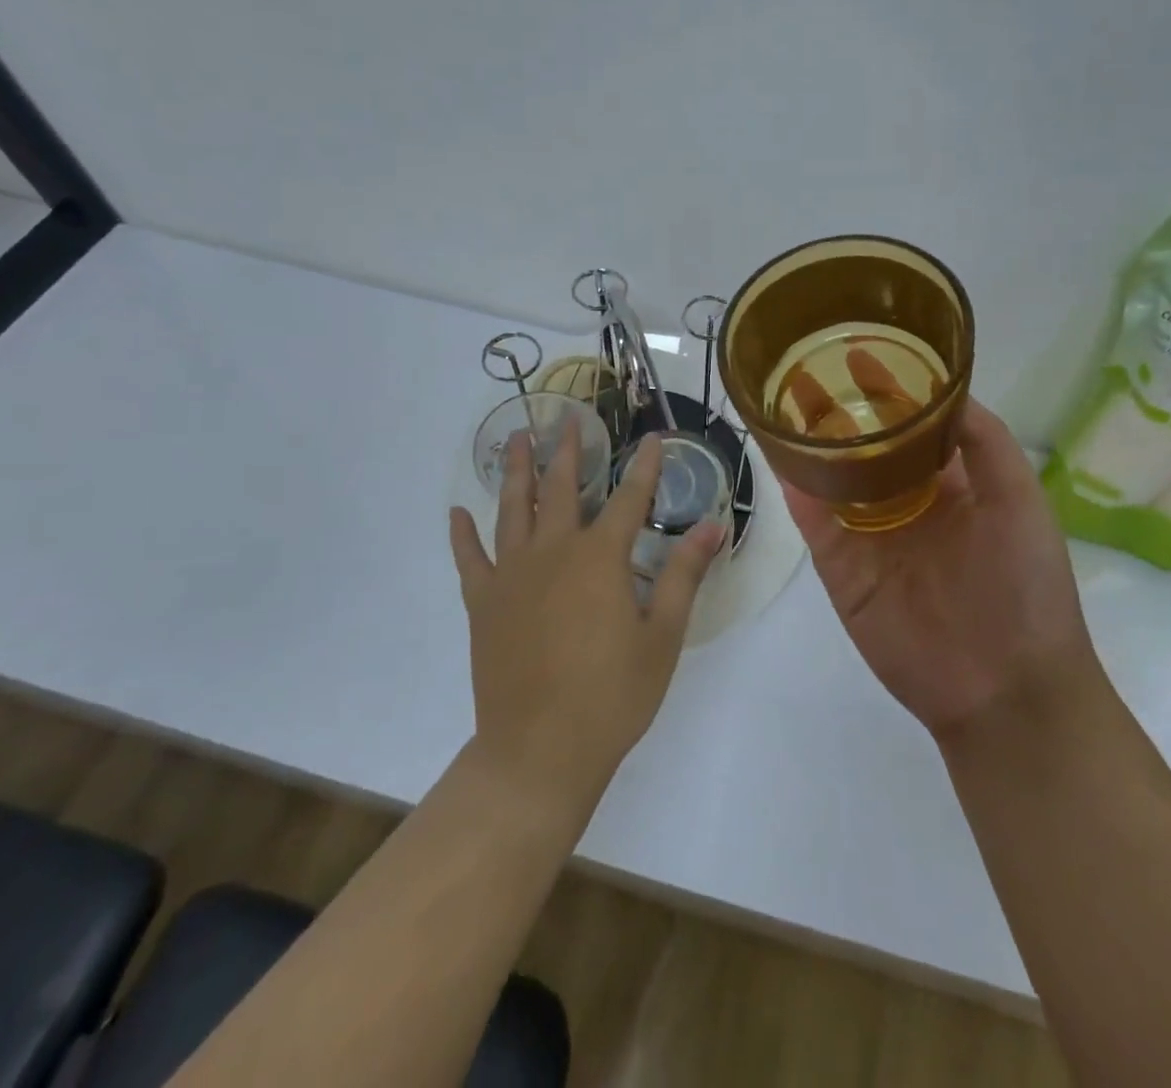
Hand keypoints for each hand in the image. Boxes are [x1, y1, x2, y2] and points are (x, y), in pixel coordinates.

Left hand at [449, 432, 723, 816]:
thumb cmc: (612, 695)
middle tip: (568, 418)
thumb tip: (713, 526)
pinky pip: (469, 558)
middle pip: (563, 488)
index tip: (654, 437)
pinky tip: (457, 513)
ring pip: (513, 508)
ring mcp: (512, 574)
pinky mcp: (484, 602)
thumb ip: (685, 575)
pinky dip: (462, 534)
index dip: (646, 466)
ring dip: (515, 470)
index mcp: (601, 558)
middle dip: (569, 451)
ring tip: (515, 438)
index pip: (631, 498)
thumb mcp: (662, 637)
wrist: (539, 751)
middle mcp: (554, 552)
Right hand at [782, 398, 1094, 742]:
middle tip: (805, 368)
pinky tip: (777, 455)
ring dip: (808, 444)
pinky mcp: (842, 570)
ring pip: (832, 480)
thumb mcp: (1020, 500)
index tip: (860, 351)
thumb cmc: (1026, 585)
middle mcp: (906, 504)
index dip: (888, 390)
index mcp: (951, 485)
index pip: (912, 426)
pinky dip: (795, 490)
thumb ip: (986, 443)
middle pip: (864, 448)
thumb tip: (947, 388)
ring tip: (779, 400)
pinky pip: (814, 522)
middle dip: (838, 411)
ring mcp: (870, 537)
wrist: (1005, 687)